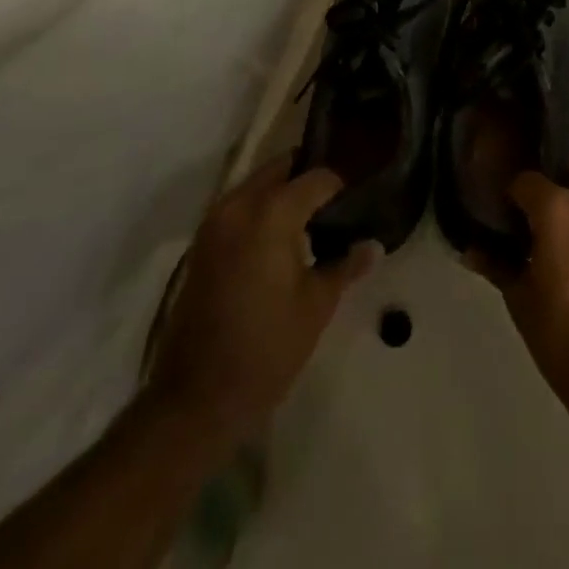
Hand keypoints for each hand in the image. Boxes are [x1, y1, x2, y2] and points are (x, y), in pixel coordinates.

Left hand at [144, 154, 378, 448]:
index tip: (360, 201)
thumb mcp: (317, 306)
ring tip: (314, 221)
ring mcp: (215, 222)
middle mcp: (240, 204)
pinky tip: (283, 240)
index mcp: (272, 212)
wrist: (195, 400)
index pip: (318, 177)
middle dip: (310, 179)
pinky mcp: (202, 244)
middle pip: (283, 168)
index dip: (342, 187)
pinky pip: (240, 207)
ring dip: (284, 192)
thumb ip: (346, 265)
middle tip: (338, 204)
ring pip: (259, 184)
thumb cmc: (266, 349)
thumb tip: (373, 245)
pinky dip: (262, 210)